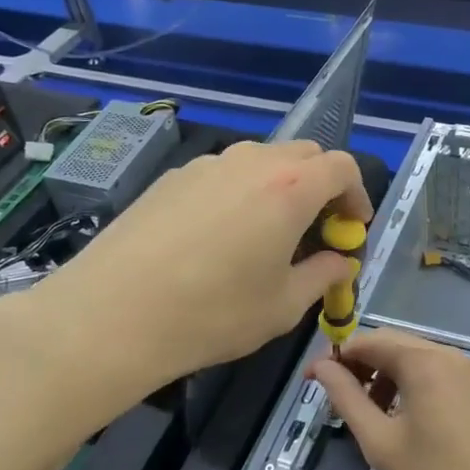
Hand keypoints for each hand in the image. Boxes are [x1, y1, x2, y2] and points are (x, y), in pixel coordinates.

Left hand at [0, 139, 372, 394]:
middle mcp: (251, 162)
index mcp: (290, 188)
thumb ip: (323, 276)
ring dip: (279, 188)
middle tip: (316, 231)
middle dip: (321, 187)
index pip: (342, 167)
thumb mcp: (283, 306)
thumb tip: (341, 262)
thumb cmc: (213, 314)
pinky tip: (218, 237)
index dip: (357, 196)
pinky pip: (222, 174)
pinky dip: (239, 193)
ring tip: (267, 235)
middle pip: (304, 155)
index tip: (352, 229)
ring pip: (260, 162)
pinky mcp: (171, 178)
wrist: (113, 314)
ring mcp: (206, 165)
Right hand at [309, 328, 469, 469]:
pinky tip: (399, 417)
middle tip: (336, 396)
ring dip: (381, 375)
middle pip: (390, 343)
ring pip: (410, 357)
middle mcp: (445, 353)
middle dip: (358, 364)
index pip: (366, 341)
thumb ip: (346, 398)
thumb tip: (321, 368)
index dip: (335, 357)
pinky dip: (406, 383)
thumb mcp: (379, 440)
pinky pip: (430, 371)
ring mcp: (463, 370)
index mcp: (421, 360)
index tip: (312, 381)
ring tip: (367, 413)